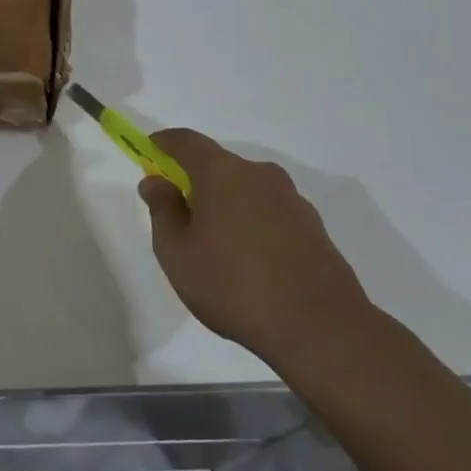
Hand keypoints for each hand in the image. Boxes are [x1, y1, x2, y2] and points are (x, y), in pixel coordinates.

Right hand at [140, 129, 372, 361]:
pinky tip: (249, 262)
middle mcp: (260, 175)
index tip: (150, 152)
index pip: (186, 141)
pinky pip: (270, 213)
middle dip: (195, 181)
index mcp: (222, 173)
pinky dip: (253, 224)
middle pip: (218, 165)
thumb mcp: (176, 251)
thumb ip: (162, 209)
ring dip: (227, 205)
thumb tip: (156, 181)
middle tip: (180, 215)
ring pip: (246, 190)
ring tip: (216, 247)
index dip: (164, 143)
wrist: (320, 329)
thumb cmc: (232, 285)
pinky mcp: (314, 228)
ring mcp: (292, 200)